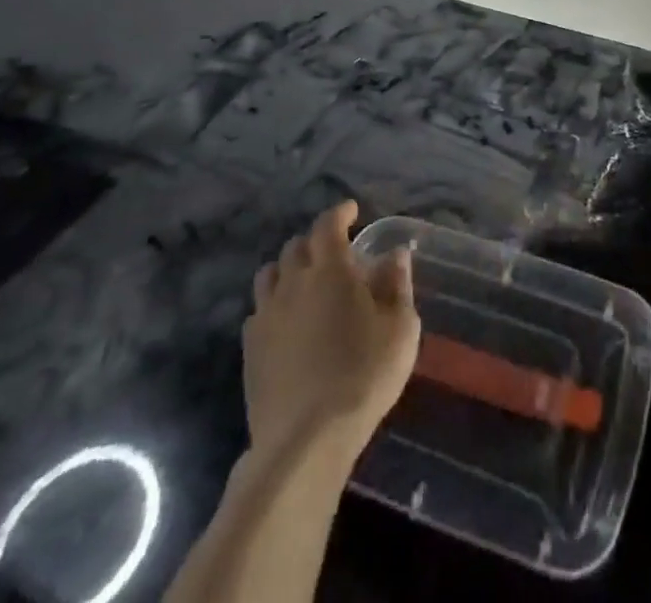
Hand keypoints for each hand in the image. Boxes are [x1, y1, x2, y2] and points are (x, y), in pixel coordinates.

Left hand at [243, 201, 419, 470]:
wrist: (306, 440)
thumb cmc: (364, 375)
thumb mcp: (400, 328)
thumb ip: (397, 285)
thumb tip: (395, 254)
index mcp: (329, 270)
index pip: (328, 225)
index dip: (339, 213)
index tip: (351, 210)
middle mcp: (292, 282)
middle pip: (296, 246)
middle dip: (315, 241)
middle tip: (333, 251)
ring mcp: (266, 316)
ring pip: (270, 275)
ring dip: (288, 269)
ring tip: (304, 282)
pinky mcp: (250, 350)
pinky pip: (258, 312)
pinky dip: (273, 305)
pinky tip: (286, 323)